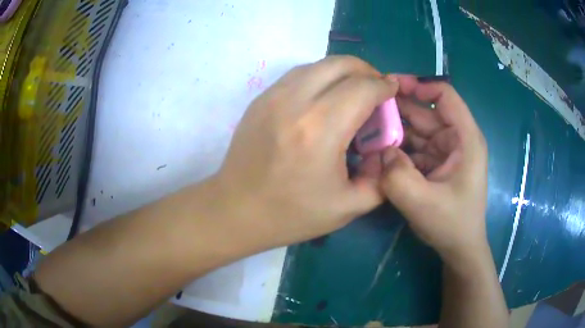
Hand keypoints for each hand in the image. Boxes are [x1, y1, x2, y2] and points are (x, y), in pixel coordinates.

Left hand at [213, 56, 398, 247]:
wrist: (236, 210)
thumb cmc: (291, 214)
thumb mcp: (348, 207)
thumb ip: (380, 178)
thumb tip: (386, 151)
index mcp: (321, 129)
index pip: (363, 88)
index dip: (384, 86)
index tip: (393, 90)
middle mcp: (295, 102)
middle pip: (340, 64)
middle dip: (366, 70)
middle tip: (376, 87)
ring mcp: (272, 96)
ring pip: (317, 64)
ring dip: (342, 71)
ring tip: (353, 90)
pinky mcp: (260, 99)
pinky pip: (298, 75)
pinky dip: (319, 77)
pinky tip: (325, 97)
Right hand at [361, 75, 487, 261]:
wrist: (459, 248)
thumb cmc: (451, 225)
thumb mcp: (422, 203)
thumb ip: (397, 176)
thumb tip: (381, 150)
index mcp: (465, 139)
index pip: (445, 96)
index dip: (419, 86)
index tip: (390, 87)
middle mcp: (456, 139)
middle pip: (426, 112)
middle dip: (398, 109)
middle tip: (366, 109)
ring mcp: (445, 151)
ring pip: (416, 130)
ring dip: (394, 130)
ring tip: (366, 129)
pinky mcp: (435, 164)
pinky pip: (413, 148)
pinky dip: (396, 148)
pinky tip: (377, 150)